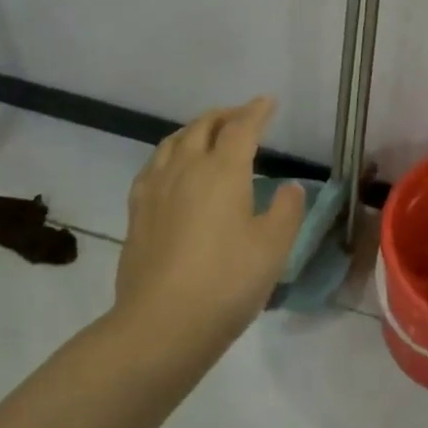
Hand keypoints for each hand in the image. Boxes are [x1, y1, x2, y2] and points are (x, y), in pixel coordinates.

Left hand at [115, 97, 304, 358]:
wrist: (161, 325)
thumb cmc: (226, 283)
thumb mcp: (273, 248)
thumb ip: (287, 210)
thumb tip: (290, 187)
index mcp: (223, 171)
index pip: (241, 128)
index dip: (256, 111)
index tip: (268, 102)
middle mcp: (187, 169)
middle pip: (203, 126)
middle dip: (224, 115)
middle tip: (240, 115)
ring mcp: (156, 189)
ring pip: (173, 141)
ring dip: (194, 129)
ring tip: (206, 133)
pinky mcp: (136, 211)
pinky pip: (153, 165)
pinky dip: (169, 153)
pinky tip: (171, 167)